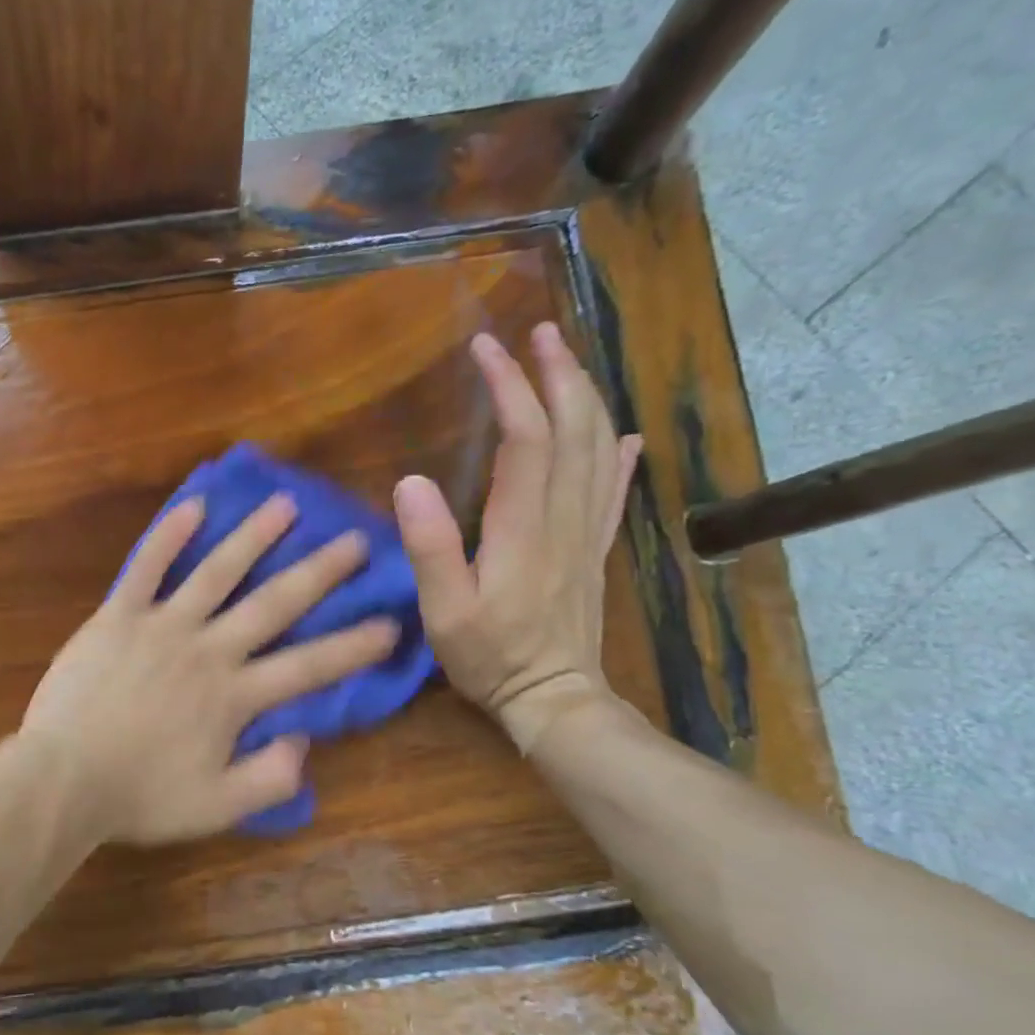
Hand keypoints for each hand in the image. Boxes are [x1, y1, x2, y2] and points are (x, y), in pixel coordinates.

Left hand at [22, 494, 400, 844]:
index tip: (391, 623)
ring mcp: (162, 626)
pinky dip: (168, 536)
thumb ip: (268, 778)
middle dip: (319, 573)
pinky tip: (193, 505)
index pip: (308, 667)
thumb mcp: (216, 808)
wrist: (62, 778)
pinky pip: (145, 567)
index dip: (353, 646)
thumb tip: (304, 739)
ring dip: (253, 537)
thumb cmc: (139, 796)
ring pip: (216, 572)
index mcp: (233, 696)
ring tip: (285, 504)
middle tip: (356, 541)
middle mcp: (207, 650)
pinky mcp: (118, 615)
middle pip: (273, 605)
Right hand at [393, 324, 642, 752]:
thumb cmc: (491, 658)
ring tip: (568, 363)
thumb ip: (430, 547)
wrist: (555, 700)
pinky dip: (620, 455)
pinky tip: (624, 434)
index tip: (486, 350)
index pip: (526, 438)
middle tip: (538, 334)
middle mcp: (564, 518)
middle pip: (574, 430)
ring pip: (598, 450)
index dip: (510, 388)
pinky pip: (615, 491)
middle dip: (558, 374)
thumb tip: (410, 482)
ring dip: (586, 399)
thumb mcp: (444, 611)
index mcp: (524, 527)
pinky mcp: (594, 551)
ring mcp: (587, 533)